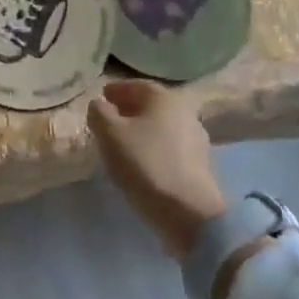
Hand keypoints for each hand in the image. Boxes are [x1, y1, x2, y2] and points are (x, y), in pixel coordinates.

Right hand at [87, 79, 226, 260]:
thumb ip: (99, 112)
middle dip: (127, 110)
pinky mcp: (199, 166)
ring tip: (119, 143)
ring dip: (140, 130)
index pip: (137, 85)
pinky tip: (139, 162)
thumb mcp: (109, 133)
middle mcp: (186, 112)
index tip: (100, 98)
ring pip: (160, 127)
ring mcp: (196, 140)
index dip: (116, 89)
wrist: (188, 213)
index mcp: (166, 98)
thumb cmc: (145, 163)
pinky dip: (152, 148)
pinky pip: (169, 147)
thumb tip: (99, 105)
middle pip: (151, 106)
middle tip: (106, 120)